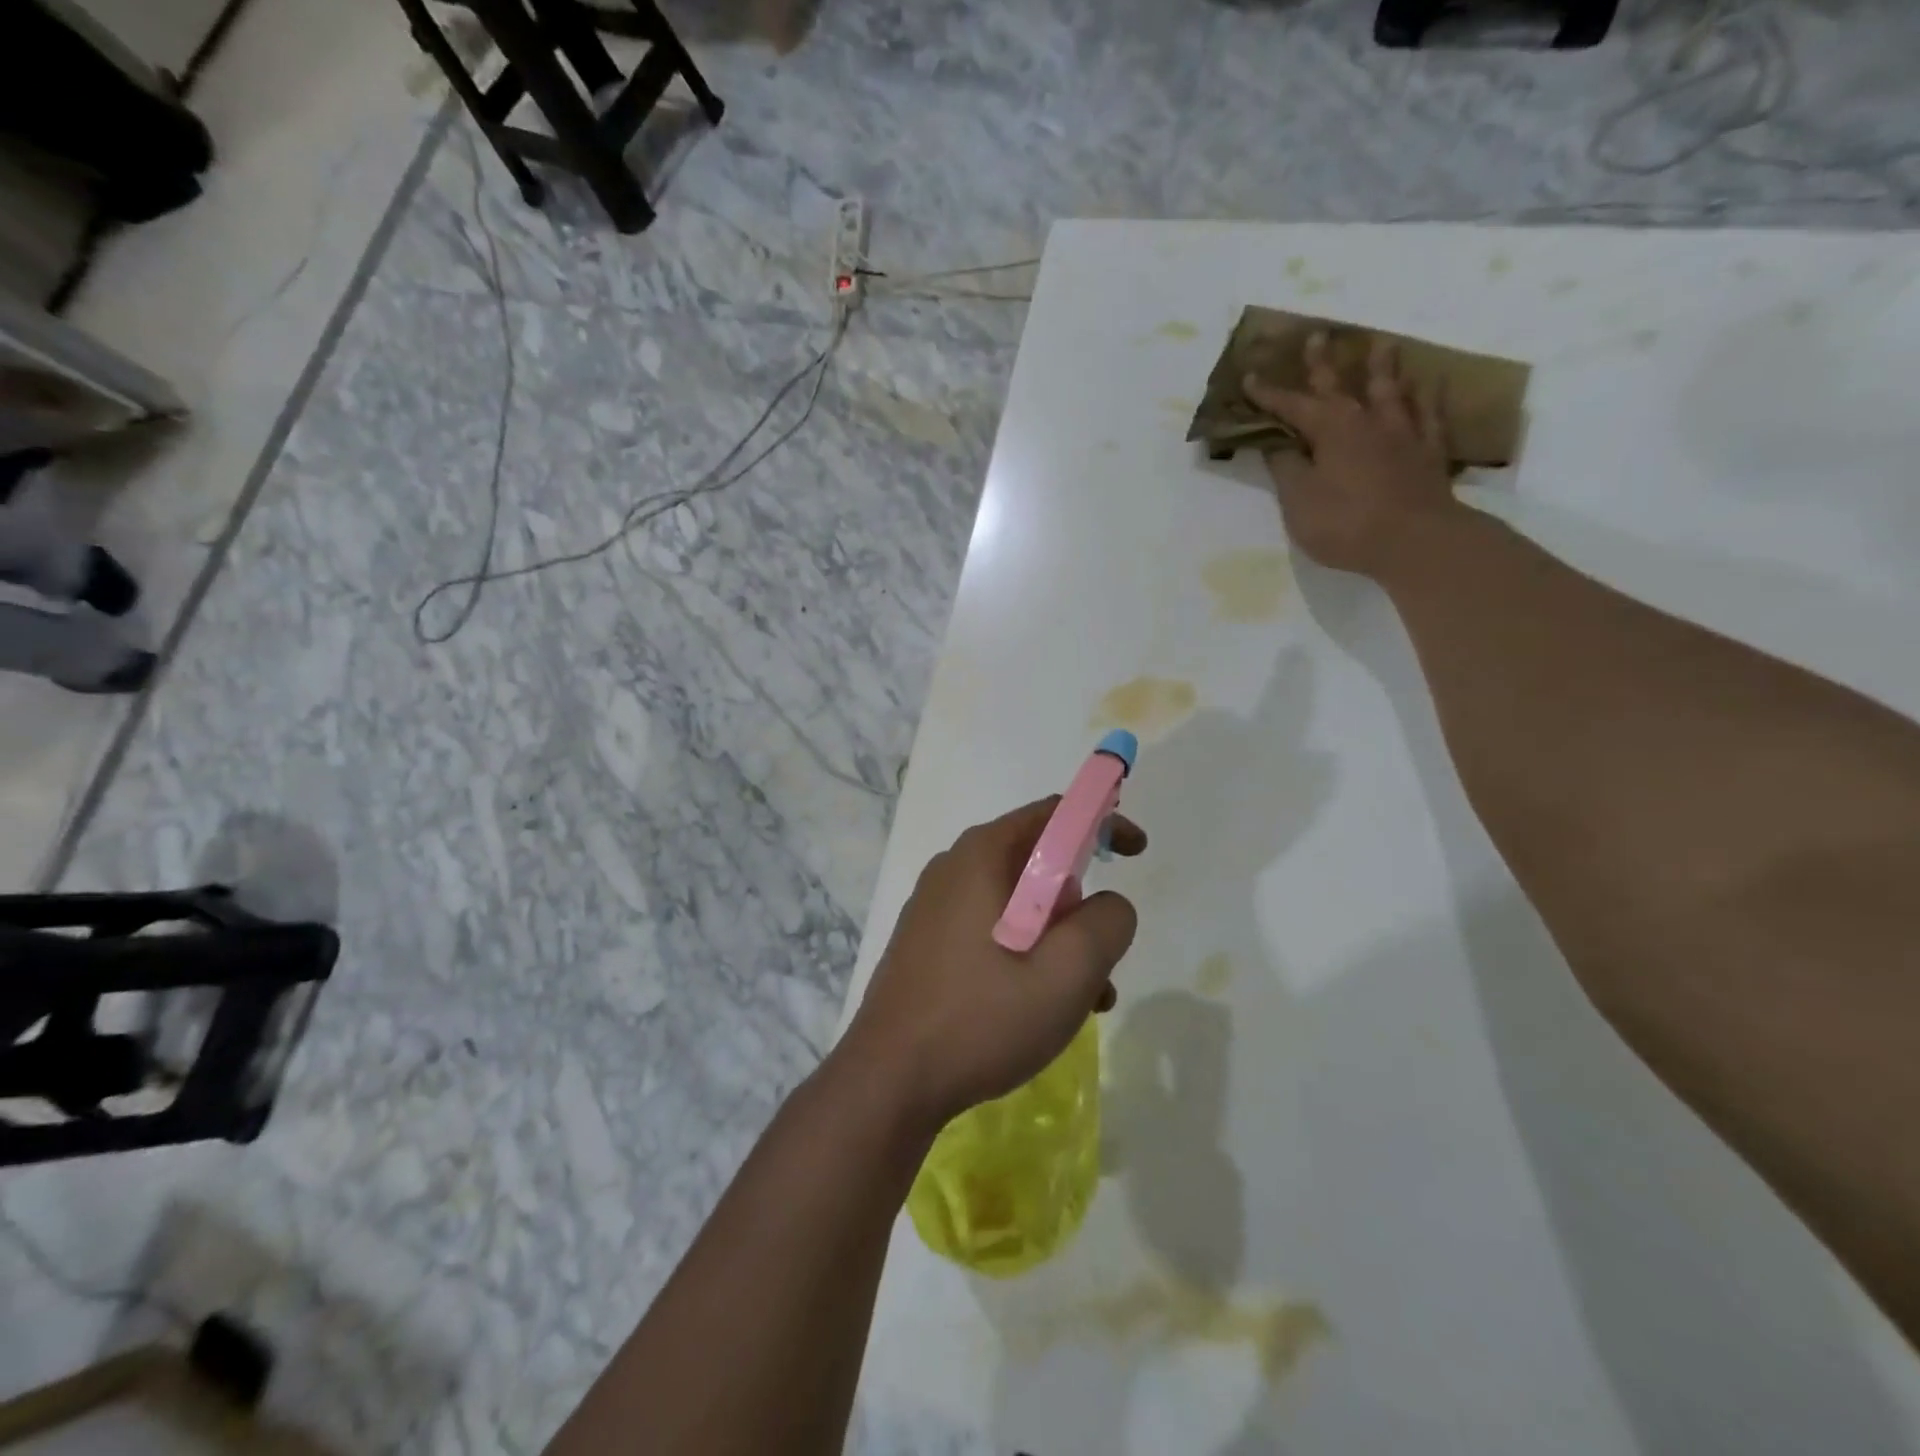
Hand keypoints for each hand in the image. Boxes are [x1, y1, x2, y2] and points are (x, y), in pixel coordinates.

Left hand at [837, 798, 1144, 1134]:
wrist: (889, 1080)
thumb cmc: (982, 1018)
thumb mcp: (1068, 971)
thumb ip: (1108, 922)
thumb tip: (1109, 906)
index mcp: (982, 854)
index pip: (1055, 813)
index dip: (1104, 823)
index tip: (1137, 854)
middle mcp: (954, 867)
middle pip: (1039, 862)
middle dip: (1082, 904)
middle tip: (1100, 957)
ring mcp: (935, 906)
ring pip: (1020, 904)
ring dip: (1060, 941)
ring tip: (1084, 1001)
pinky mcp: (928, 942)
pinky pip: (993, 930)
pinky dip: (1028, 955)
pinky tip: (1040, 1009)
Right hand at [1242, 332, 1463, 577]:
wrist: (1416, 541)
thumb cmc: (1346, 524)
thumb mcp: (1299, 501)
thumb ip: (1287, 469)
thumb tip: (1277, 444)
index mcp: (1330, 430)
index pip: (1292, 406)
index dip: (1268, 394)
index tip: (1249, 376)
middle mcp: (1367, 421)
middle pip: (1342, 385)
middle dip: (1324, 363)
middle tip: (1318, 336)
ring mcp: (1404, 433)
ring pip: (1391, 390)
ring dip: (1383, 368)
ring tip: (1383, 345)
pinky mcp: (1430, 452)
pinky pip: (1431, 414)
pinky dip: (1429, 396)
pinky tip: (1431, 384)